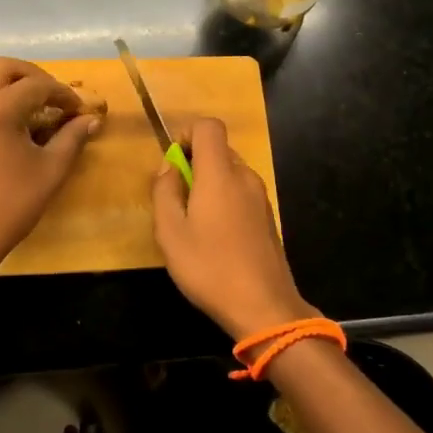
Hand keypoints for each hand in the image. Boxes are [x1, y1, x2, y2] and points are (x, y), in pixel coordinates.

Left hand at [0, 56, 100, 276]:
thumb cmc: (10, 206)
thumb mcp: (50, 171)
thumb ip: (71, 139)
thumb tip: (91, 120)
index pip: (37, 85)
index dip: (62, 94)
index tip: (77, 109)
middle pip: (2, 66)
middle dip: (30, 74)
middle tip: (49, 94)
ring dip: (3, 78)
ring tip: (23, 99)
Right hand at [152, 117, 316, 339]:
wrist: (264, 307)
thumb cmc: (210, 267)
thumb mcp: (170, 232)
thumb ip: (164, 191)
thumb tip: (169, 167)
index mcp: (220, 173)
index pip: (209, 126)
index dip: (187, 134)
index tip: (173, 163)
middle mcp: (245, 176)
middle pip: (218, 149)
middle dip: (194, 164)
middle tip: (176, 199)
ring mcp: (260, 197)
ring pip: (229, 172)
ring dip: (208, 184)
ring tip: (193, 223)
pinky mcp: (267, 217)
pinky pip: (241, 192)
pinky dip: (224, 200)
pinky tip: (215, 237)